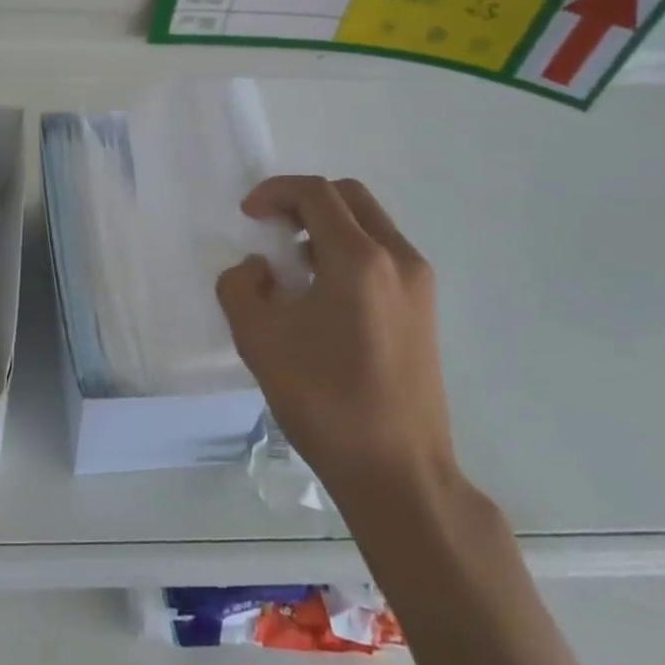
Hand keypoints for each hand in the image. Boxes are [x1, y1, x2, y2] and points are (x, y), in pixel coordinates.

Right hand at [217, 176, 455, 507]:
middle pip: (349, 197)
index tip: (248, 215)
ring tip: (294, 266)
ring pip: (370, 225)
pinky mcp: (424, 311)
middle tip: (272, 228)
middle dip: (304, 201)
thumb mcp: (257, 339)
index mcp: (360, 259)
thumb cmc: (325, 401)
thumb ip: (240, 286)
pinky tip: (323, 295)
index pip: (316, 193)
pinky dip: (348, 252)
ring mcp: (419, 285)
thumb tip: (260, 269)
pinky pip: (383, 255)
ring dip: (327, 227)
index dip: (274, 191)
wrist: (398, 473)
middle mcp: (398, 259)